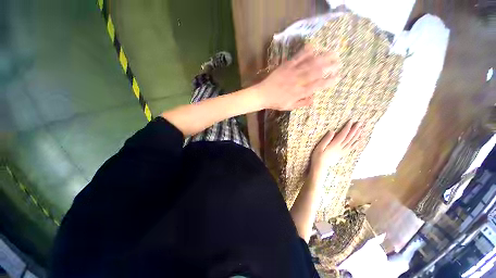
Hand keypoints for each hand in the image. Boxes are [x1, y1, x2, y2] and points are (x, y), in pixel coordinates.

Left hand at [254, 45, 338, 110]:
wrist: (263, 95)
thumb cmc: (276, 102)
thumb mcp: (289, 106)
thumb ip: (302, 103)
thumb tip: (314, 100)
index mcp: (299, 92)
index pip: (317, 86)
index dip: (328, 81)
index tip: (337, 77)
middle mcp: (297, 81)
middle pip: (316, 72)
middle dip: (329, 66)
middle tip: (339, 62)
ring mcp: (292, 72)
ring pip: (309, 64)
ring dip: (322, 57)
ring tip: (332, 53)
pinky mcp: (285, 66)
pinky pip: (297, 58)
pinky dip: (305, 52)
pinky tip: (314, 47)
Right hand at [310, 121, 360, 181]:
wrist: (320, 166)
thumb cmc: (318, 156)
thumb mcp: (319, 147)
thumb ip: (326, 139)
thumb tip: (332, 131)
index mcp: (334, 145)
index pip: (342, 134)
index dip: (347, 128)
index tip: (351, 121)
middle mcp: (340, 148)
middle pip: (349, 138)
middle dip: (354, 130)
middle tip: (360, 123)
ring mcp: (341, 151)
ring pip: (351, 142)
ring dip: (356, 136)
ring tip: (361, 130)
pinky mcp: (341, 154)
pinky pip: (350, 149)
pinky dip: (355, 144)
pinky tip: (358, 141)